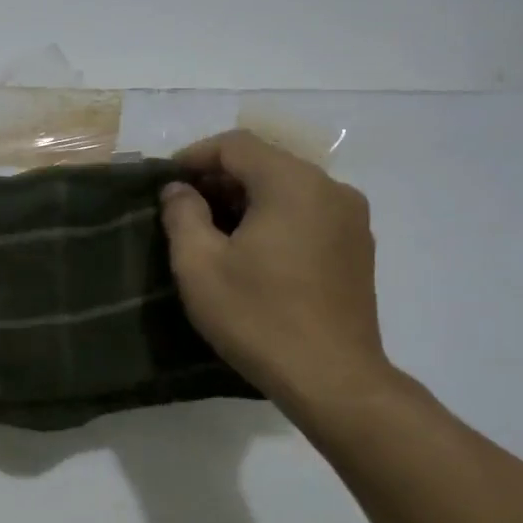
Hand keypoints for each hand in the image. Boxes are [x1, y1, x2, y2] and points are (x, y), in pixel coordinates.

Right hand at [159, 129, 388, 406]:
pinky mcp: (357, 248)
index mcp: (293, 184)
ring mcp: (351, 219)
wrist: (331, 377)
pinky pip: (307, 214)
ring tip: (212, 232)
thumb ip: (182, 215)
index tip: (165, 183)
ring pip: (288, 189)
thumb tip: (178, 190)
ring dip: (246, 200)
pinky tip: (251, 253)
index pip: (237, 145)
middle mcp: (330, 189)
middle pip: (266, 163)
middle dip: (219, 179)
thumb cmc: (257, 316)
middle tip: (182, 209)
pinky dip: (274, 219)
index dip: (194, 156)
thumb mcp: (199, 265)